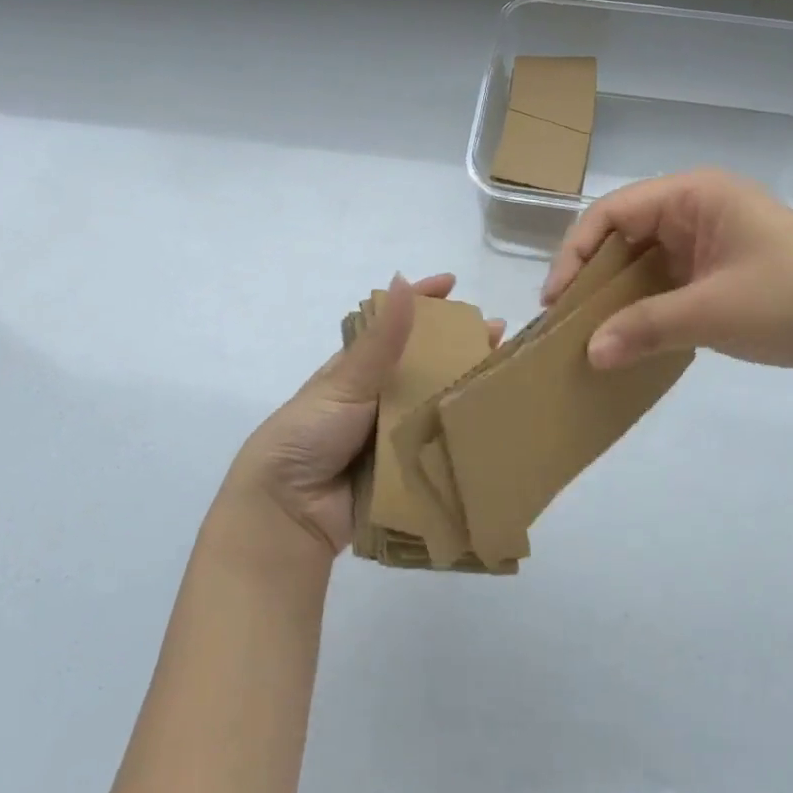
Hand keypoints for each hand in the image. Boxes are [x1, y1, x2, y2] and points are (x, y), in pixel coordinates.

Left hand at [216, 273, 502, 559]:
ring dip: (468, 390)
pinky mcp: (406, 472)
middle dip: (460, 347)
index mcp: (358, 371)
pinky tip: (497, 425)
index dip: (422, 302)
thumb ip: (381, 340)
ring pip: (437, 405)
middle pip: (426, 365)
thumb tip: (402, 279)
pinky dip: (463, 436)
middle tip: (499, 335)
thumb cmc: (308, 436)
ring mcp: (394, 436)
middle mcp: (379, 399)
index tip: (453, 283)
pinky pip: (439, 449)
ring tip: (507, 375)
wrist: (286, 514)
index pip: (395, 326)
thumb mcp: (345, 383)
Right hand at [541, 169, 792, 382]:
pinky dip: (647, 309)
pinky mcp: (725, 273)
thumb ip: (644, 329)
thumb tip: (590, 355)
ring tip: (590, 334)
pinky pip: (670, 284)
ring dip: (620, 297)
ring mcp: (713, 242)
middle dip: (595, 278)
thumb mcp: (712, 312)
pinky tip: (629, 338)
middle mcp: (699, 210)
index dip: (576, 254)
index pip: (613, 214)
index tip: (556, 302)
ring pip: (647, 263)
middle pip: (626, 237)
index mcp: (695, 195)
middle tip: (566, 321)